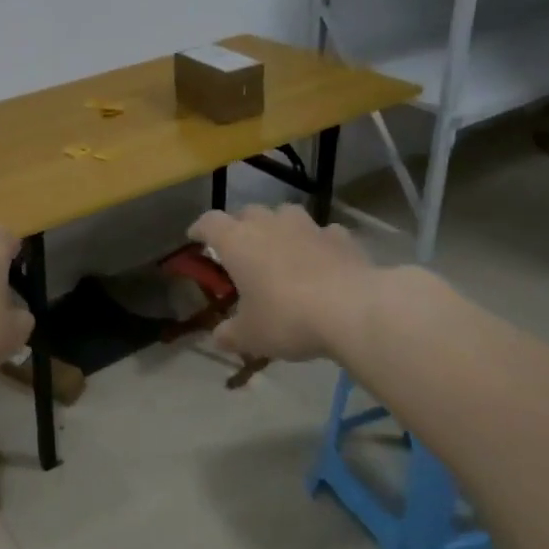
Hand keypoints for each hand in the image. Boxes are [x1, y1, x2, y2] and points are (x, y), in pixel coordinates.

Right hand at [189, 204, 372, 361]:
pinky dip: (316, 242)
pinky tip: (320, 259)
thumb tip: (219, 337)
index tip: (195, 238)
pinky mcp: (341, 237)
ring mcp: (308, 227)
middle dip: (239, 226)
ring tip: (280, 247)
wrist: (353, 310)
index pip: (210, 222)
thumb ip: (230, 334)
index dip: (200, 229)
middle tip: (239, 248)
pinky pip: (321, 232)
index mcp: (237, 242)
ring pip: (285, 213)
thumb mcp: (250, 336)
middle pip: (247, 212)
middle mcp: (269, 225)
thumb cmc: (287, 318)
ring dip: (278, 226)